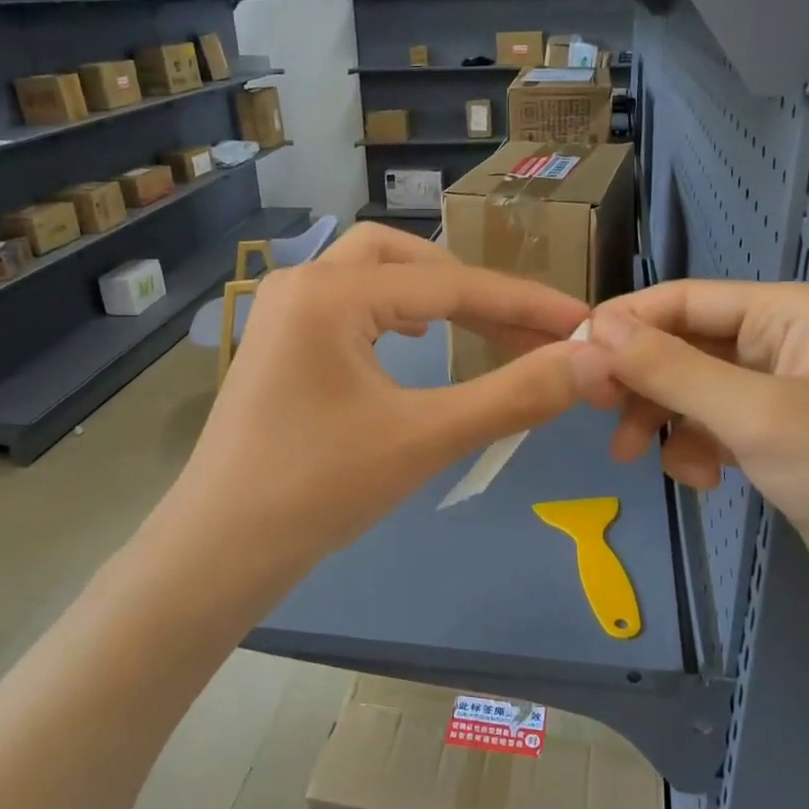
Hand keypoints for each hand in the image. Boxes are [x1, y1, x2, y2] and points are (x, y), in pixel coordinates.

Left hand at [160, 225, 606, 603]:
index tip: (580, 320)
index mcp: (330, 292)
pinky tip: (412, 342)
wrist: (219, 551)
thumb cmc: (318, 491)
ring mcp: (282, 312)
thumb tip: (589, 362)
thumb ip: (512, 396)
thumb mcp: (424, 439)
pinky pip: (347, 305)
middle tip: (521, 328)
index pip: (449, 285)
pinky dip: (393, 313)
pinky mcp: (278, 344)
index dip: (522, 302)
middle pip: (404, 257)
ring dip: (430, 294)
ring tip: (477, 327)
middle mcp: (300, 282)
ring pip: (372, 275)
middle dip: (470, 287)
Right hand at [588, 281, 808, 631]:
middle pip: (686, 344)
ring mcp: (786, 394)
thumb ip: (672, 369)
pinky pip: (717, 428)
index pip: (685, 299)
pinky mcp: (784, 441)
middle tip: (601, 416)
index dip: (625, 323)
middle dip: (644, 381)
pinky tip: (704, 480)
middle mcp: (787, 342)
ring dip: (667, 420)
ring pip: (695, 390)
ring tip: (644, 458)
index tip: (571, 357)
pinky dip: (697, 449)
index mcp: (793, 312)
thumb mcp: (756, 416)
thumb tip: (597, 328)